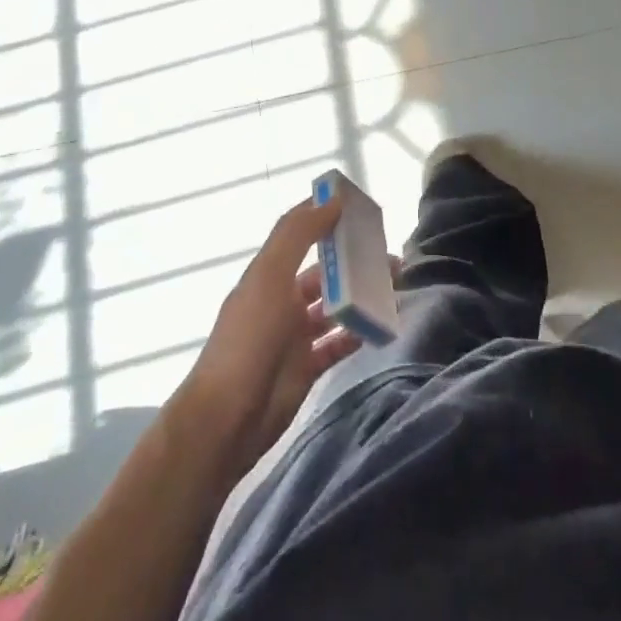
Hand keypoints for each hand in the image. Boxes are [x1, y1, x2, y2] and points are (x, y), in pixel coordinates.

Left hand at [175, 194, 368, 474]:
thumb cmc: (249, 338)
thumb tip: (333, 200)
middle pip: (323, 271)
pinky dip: (357, 332)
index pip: (301, 233)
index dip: (327, 216)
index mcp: (269, 273)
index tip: (360, 206)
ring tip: (394, 286)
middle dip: (353, 259)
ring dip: (360, 294)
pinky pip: (337, 343)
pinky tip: (380, 324)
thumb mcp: (270, 276)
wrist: (226, 420)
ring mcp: (294, 336)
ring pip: (334, 306)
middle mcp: (282, 299)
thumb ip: (299, 234)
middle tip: (389, 253)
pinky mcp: (305, 368)